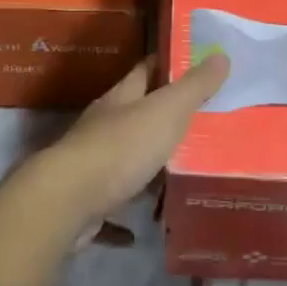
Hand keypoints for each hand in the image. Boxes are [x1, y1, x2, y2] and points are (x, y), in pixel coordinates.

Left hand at [28, 54, 229, 234]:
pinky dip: (127, 217)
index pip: (146, 70)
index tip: (196, 63)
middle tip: (203, 122)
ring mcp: (92, 165)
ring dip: (148, 164)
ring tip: (183, 173)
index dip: (169, 64)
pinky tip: (144, 229)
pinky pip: (113, 207)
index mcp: (121, 99)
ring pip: (126, 159)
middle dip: (164, 117)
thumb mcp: (166, 112)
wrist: (66, 202)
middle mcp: (103, 127)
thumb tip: (220, 56)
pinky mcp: (87, 202)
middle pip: (136, 115)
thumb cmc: (121, 148)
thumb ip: (194, 87)